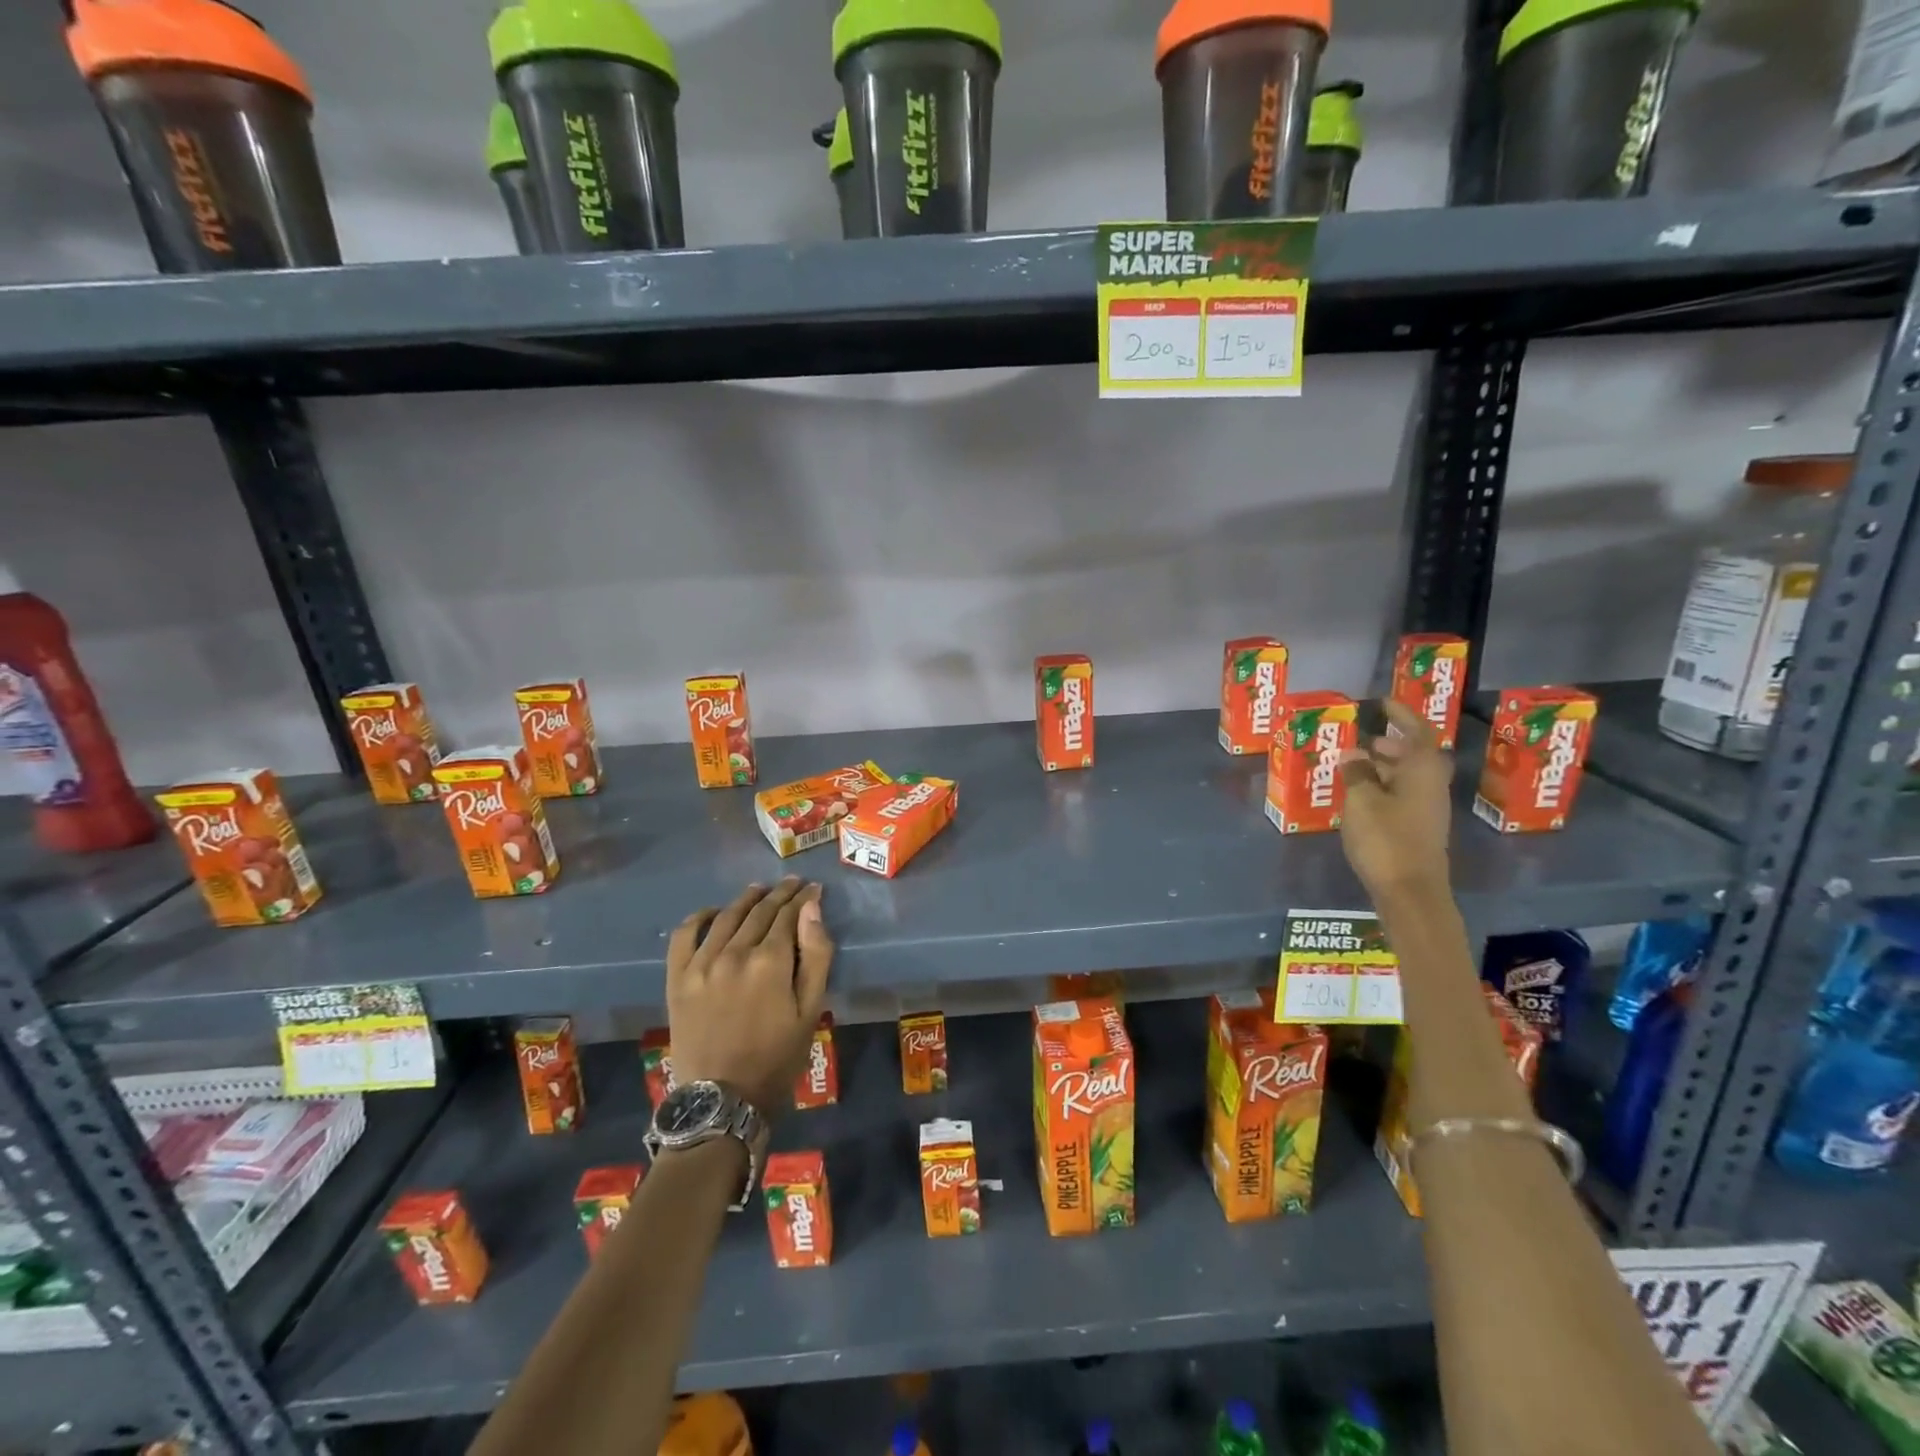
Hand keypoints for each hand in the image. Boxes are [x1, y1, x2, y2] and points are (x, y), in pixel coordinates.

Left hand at [666, 878, 833, 1116]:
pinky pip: (684, 935)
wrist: (722, 1100)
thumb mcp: (811, 1010)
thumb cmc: (777, 1057)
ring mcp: (701, 963)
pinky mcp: (677, 978)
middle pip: (759, 911)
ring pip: (726, 916)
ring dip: (745, 899)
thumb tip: (812, 909)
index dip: (803, 898)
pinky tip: (712, 912)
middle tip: (792, 884)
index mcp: (770, 961)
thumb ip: (816, 956)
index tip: (813, 888)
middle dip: (779, 894)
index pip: (788, 915)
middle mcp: (734, 952)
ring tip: (759, 890)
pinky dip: (698, 917)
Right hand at [1339, 698, 1453, 902]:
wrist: (1410, 892)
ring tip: (1353, 765)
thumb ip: (1356, 773)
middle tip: (1363, 739)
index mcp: (1422, 772)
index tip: (1383, 704)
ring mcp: (1427, 810)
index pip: (1417, 733)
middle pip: (1414, 756)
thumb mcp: (1361, 801)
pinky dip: (1382, 787)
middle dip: (1390, 745)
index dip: (1402, 716)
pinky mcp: (1418, 829)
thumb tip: (1353, 753)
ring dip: (1383, 767)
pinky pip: (1401, 796)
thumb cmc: (1386, 839)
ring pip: (1406, 777)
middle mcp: (1430, 786)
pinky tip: (1359, 795)